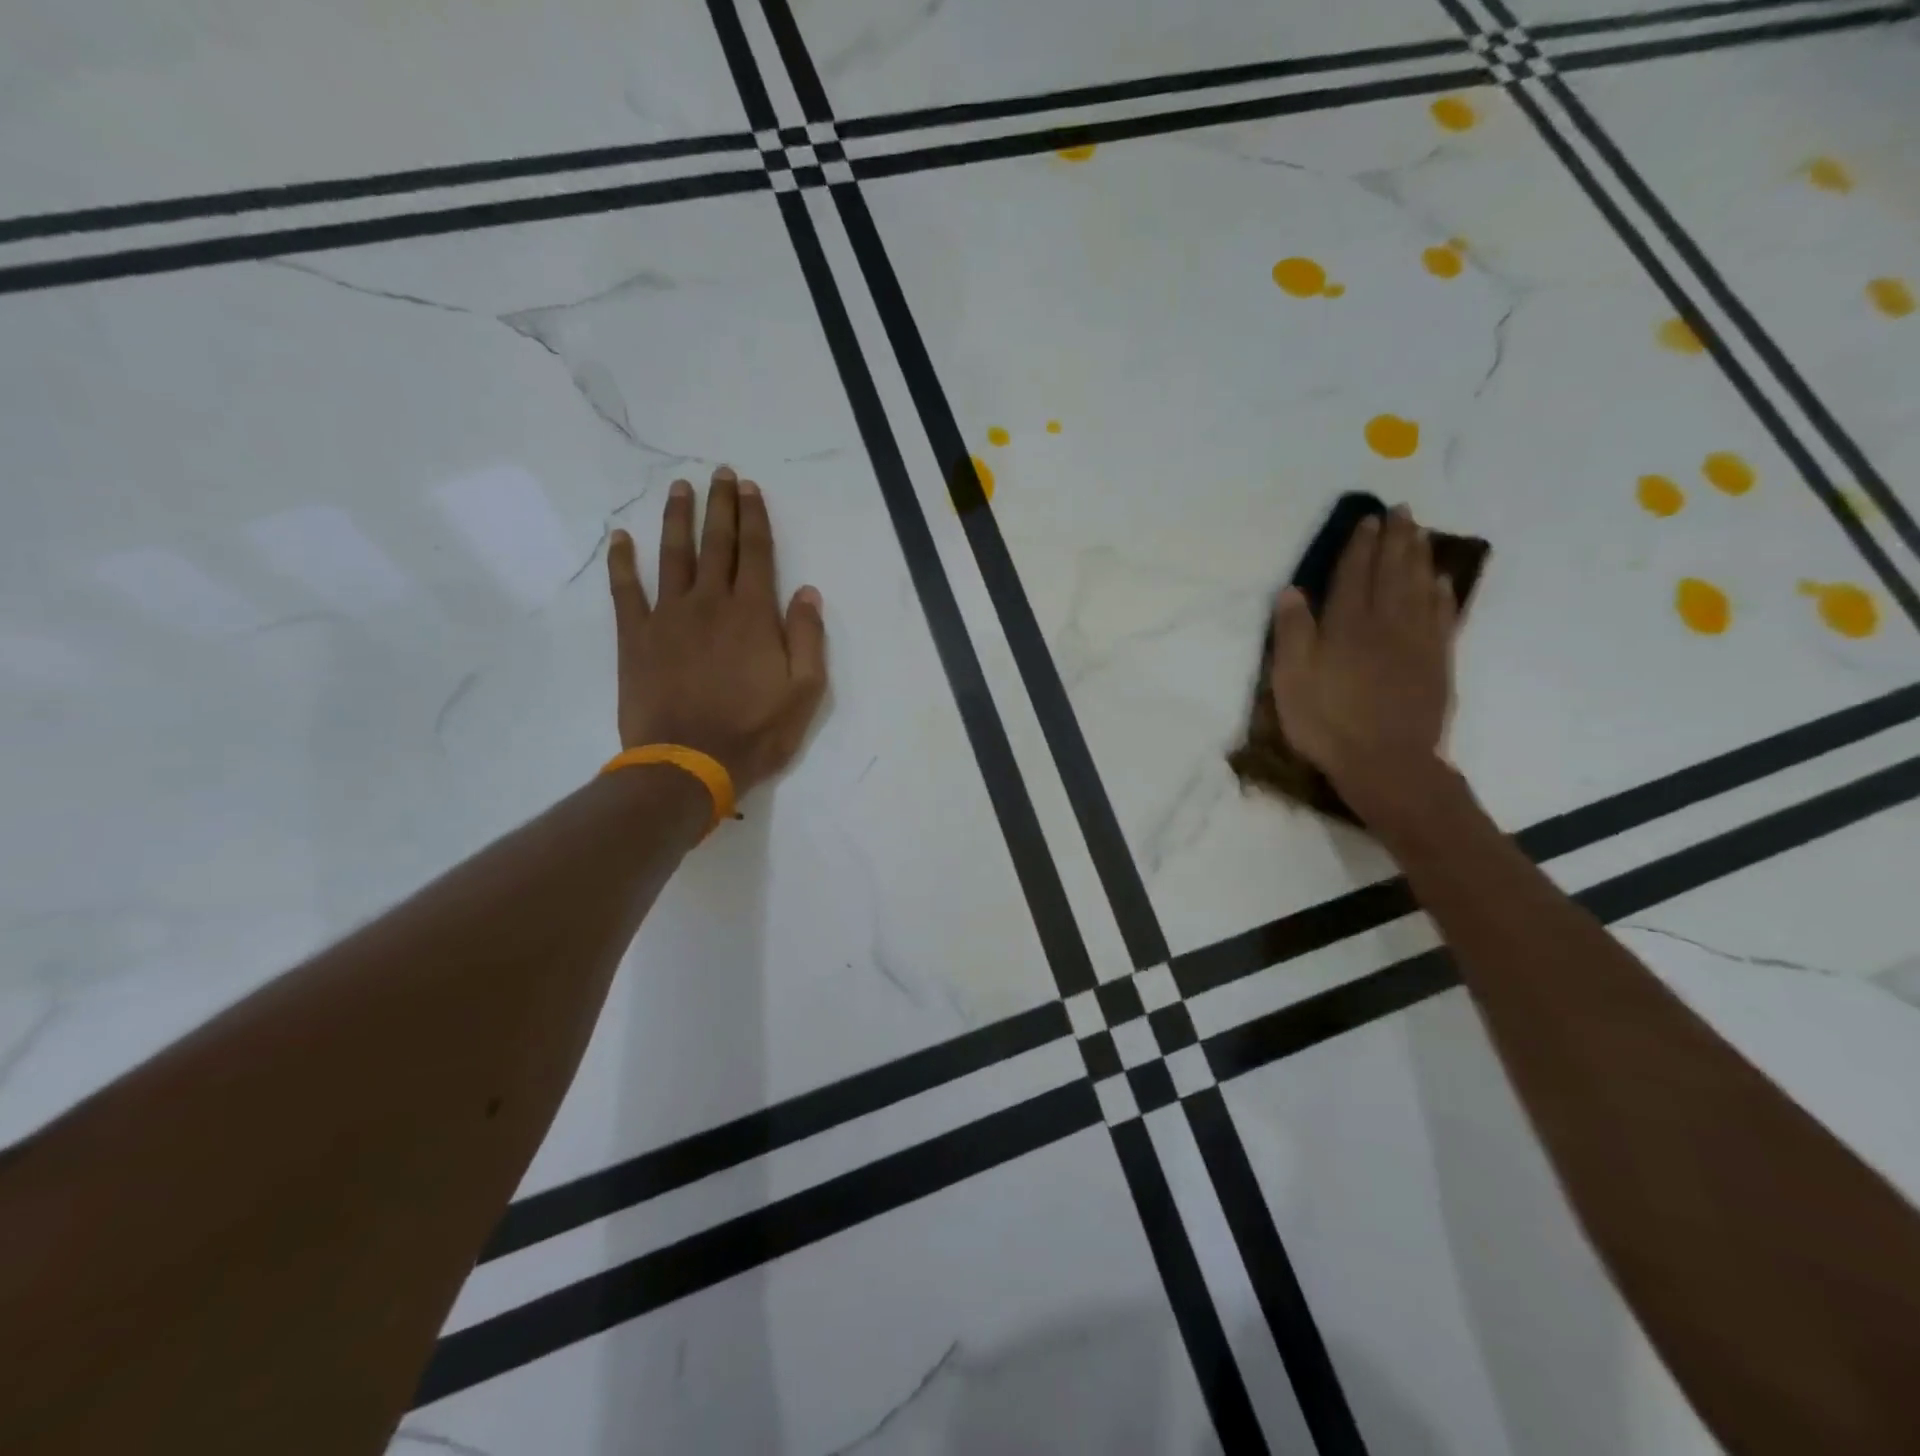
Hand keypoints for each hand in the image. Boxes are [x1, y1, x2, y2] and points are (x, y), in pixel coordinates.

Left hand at [606, 466, 827, 796]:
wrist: (689, 764)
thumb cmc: (755, 732)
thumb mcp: (804, 692)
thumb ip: (808, 639)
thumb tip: (808, 592)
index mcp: (753, 614)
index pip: (756, 553)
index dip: (754, 517)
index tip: (749, 488)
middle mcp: (711, 603)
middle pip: (717, 544)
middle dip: (721, 506)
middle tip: (720, 473)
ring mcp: (668, 617)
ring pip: (674, 555)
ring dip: (678, 519)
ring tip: (680, 488)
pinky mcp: (636, 637)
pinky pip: (626, 590)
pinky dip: (623, 562)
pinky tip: (621, 539)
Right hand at [1270, 505, 1456, 816]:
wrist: (1386, 762)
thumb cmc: (1328, 721)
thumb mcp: (1291, 680)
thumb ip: (1292, 633)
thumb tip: (1293, 592)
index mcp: (1347, 625)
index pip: (1355, 574)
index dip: (1360, 546)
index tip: (1368, 520)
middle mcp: (1386, 622)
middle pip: (1393, 571)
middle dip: (1396, 539)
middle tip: (1402, 511)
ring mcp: (1418, 641)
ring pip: (1421, 586)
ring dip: (1420, 556)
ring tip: (1420, 533)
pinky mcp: (1438, 661)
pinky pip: (1444, 616)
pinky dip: (1443, 593)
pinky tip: (1442, 581)